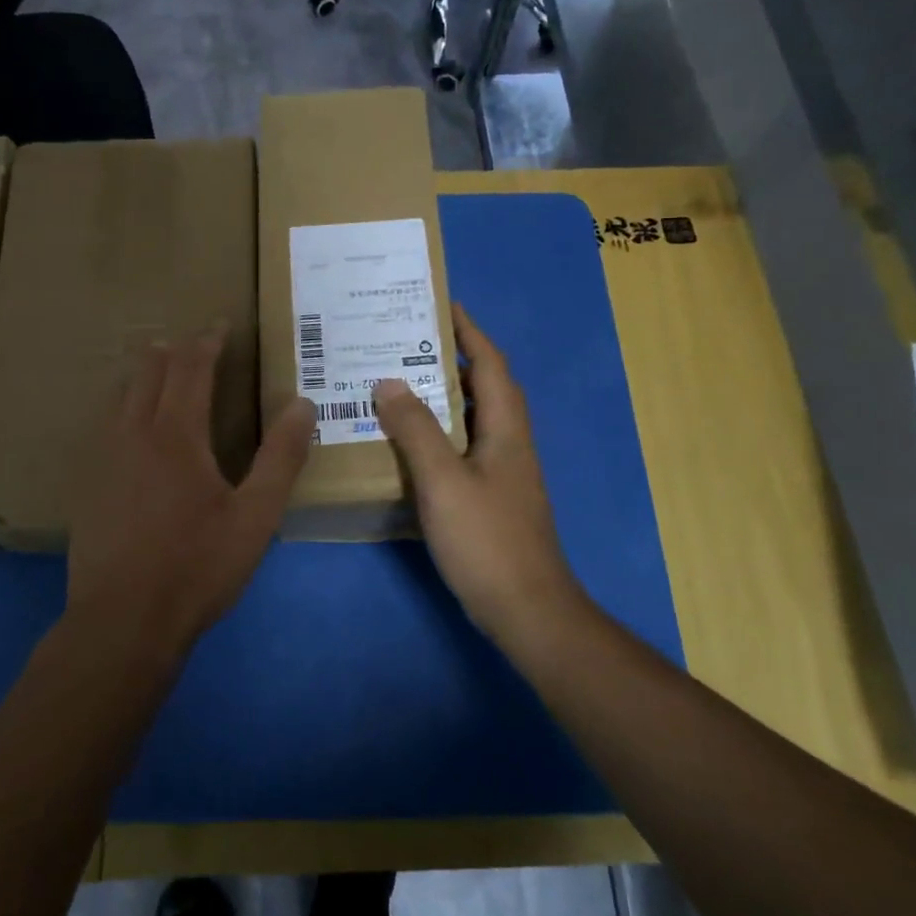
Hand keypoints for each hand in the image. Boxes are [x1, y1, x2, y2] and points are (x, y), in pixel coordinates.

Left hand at [67, 330, 315, 657]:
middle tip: (189, 338)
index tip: (219, 324)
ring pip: (120, 396)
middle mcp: (134, 434)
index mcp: (177, 435)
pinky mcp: (87, 485)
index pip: (191, 370)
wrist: (123, 621)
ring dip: (142, 373)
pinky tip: (124, 422)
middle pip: (150, 373)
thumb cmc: (197, 567)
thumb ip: (281, 458)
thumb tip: (302, 405)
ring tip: (155, 364)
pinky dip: (121, 404)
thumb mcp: (255, 516)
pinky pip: (104, 425)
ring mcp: (104, 459)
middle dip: (172, 350)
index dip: (207, 342)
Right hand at [374, 304, 581, 640]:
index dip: (470, 332)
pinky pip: (463, 450)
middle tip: (406, 344)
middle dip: (452, 360)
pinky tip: (408, 446)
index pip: (491, 364)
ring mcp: (503, 474)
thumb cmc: (487, 539)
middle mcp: (509, 444)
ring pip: (473, 420)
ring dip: (443, 397)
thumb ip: (415, 429)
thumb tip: (388, 381)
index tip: (443, 305)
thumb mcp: (444, 480)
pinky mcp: (491, 499)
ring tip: (399, 385)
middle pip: (485, 388)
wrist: (527, 610)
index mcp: (506, 429)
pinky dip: (438, 435)